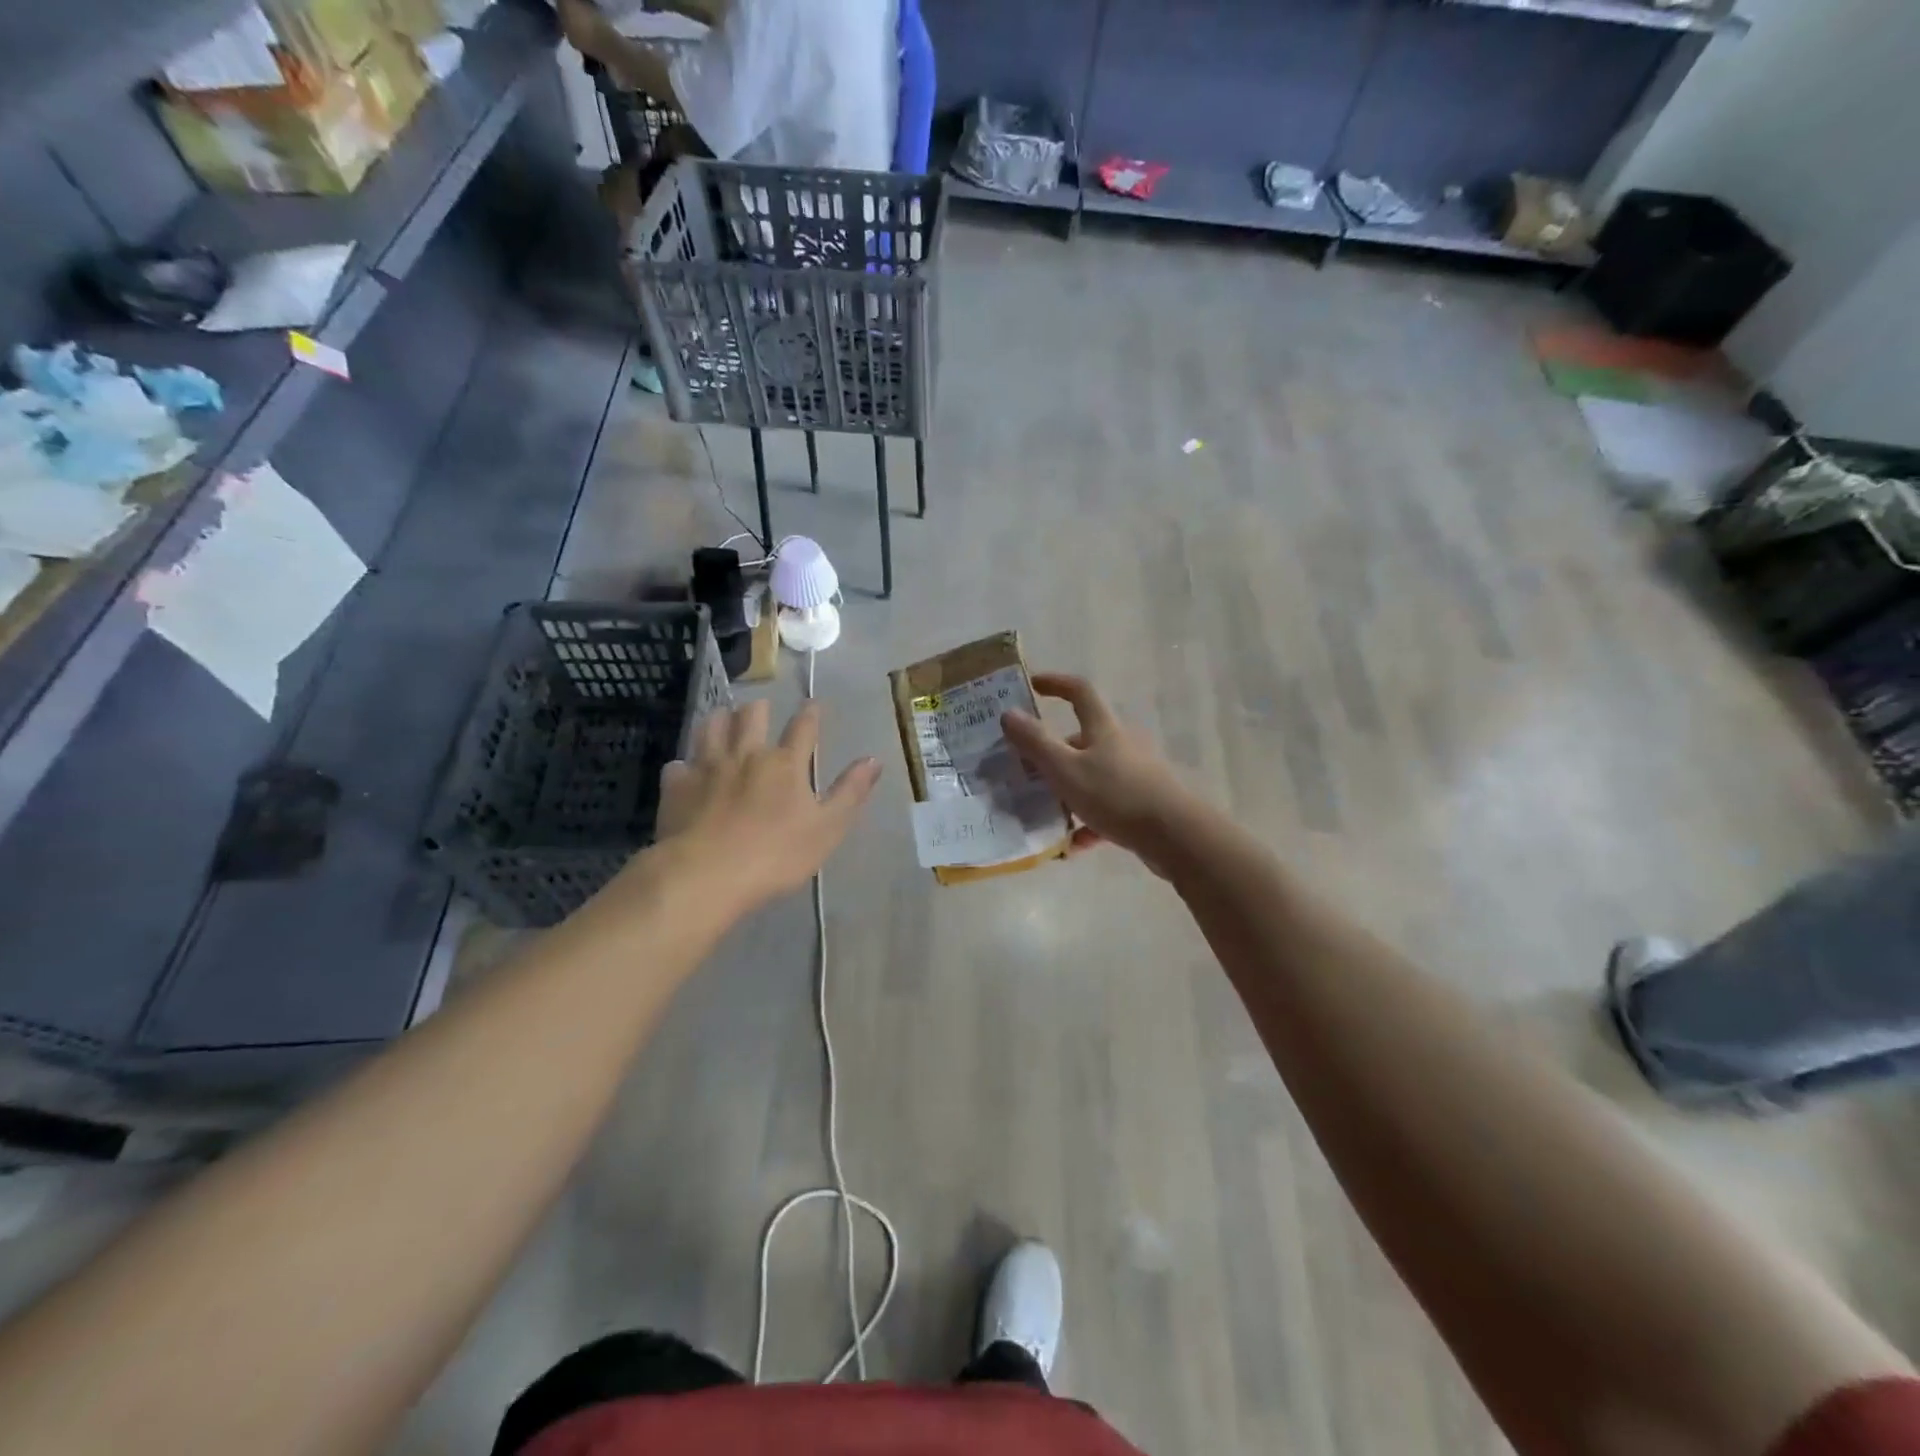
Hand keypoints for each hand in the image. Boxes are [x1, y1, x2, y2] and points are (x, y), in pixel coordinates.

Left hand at [650, 699, 880, 912]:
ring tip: (723, 721)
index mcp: (785, 764)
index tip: (813, 703)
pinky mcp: (676, 786)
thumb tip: (874, 759)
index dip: (810, 712)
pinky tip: (686, 771)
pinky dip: (685, 764)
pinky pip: (678, 764)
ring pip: (711, 727)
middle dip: (758, 708)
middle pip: (751, 715)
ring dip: (719, 720)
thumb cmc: (776, 855)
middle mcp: (746, 754)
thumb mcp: (827, 828)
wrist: (707, 874)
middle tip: (760, 709)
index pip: (803, 727)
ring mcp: (707, 767)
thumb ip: (850, 792)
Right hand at [1000, 673, 1199, 872]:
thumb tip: (1008, 713)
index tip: (1032, 685)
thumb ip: (1035, 743)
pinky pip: (1107, 808)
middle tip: (1025, 769)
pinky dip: (1088, 822)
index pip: (1079, 692)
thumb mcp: (1066, 770)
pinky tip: (1074, 845)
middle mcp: (1121, 745)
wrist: (1176, 835)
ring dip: (1067, 791)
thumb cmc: (1117, 795)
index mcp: (1103, 729)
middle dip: (1052, 752)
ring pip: (1092, 776)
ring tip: (1043, 811)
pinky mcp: (1143, 804)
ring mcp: (1134, 774)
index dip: (1055, 683)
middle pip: (1082, 739)